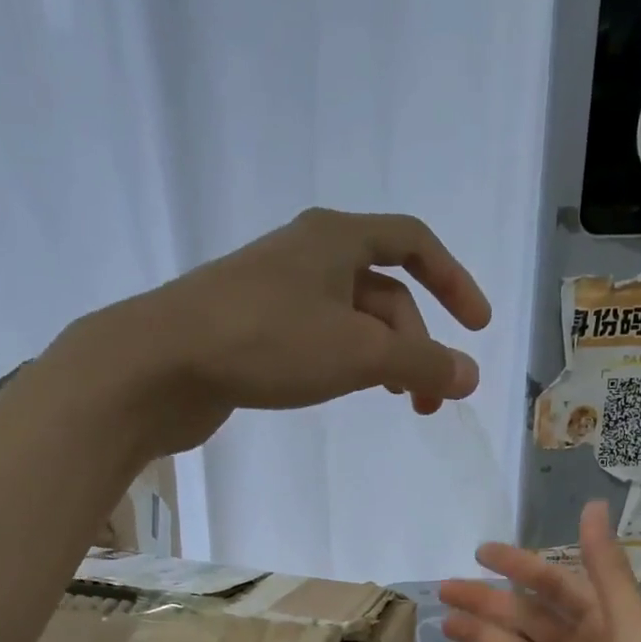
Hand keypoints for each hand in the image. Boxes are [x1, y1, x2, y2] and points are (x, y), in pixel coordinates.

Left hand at [70, 208, 491, 458]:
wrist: (162, 363)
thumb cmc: (267, 342)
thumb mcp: (357, 353)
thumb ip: (420, 364)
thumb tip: (471, 375)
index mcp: (337, 238)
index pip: (415, 244)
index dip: (455, 282)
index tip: (478, 328)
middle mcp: (309, 254)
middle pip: (386, 294)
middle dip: (417, 346)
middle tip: (428, 401)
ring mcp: (278, 291)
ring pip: (353, 321)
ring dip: (385, 360)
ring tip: (397, 403)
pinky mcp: (254, 327)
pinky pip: (321, 339)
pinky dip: (347, 364)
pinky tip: (347, 392)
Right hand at [438, 501, 640, 641]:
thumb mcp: (631, 627)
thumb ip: (605, 570)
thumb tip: (592, 503)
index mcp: (602, 621)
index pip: (553, 583)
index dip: (519, 565)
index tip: (481, 553)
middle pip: (524, 616)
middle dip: (486, 601)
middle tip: (446, 589)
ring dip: (479, 634)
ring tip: (446, 622)